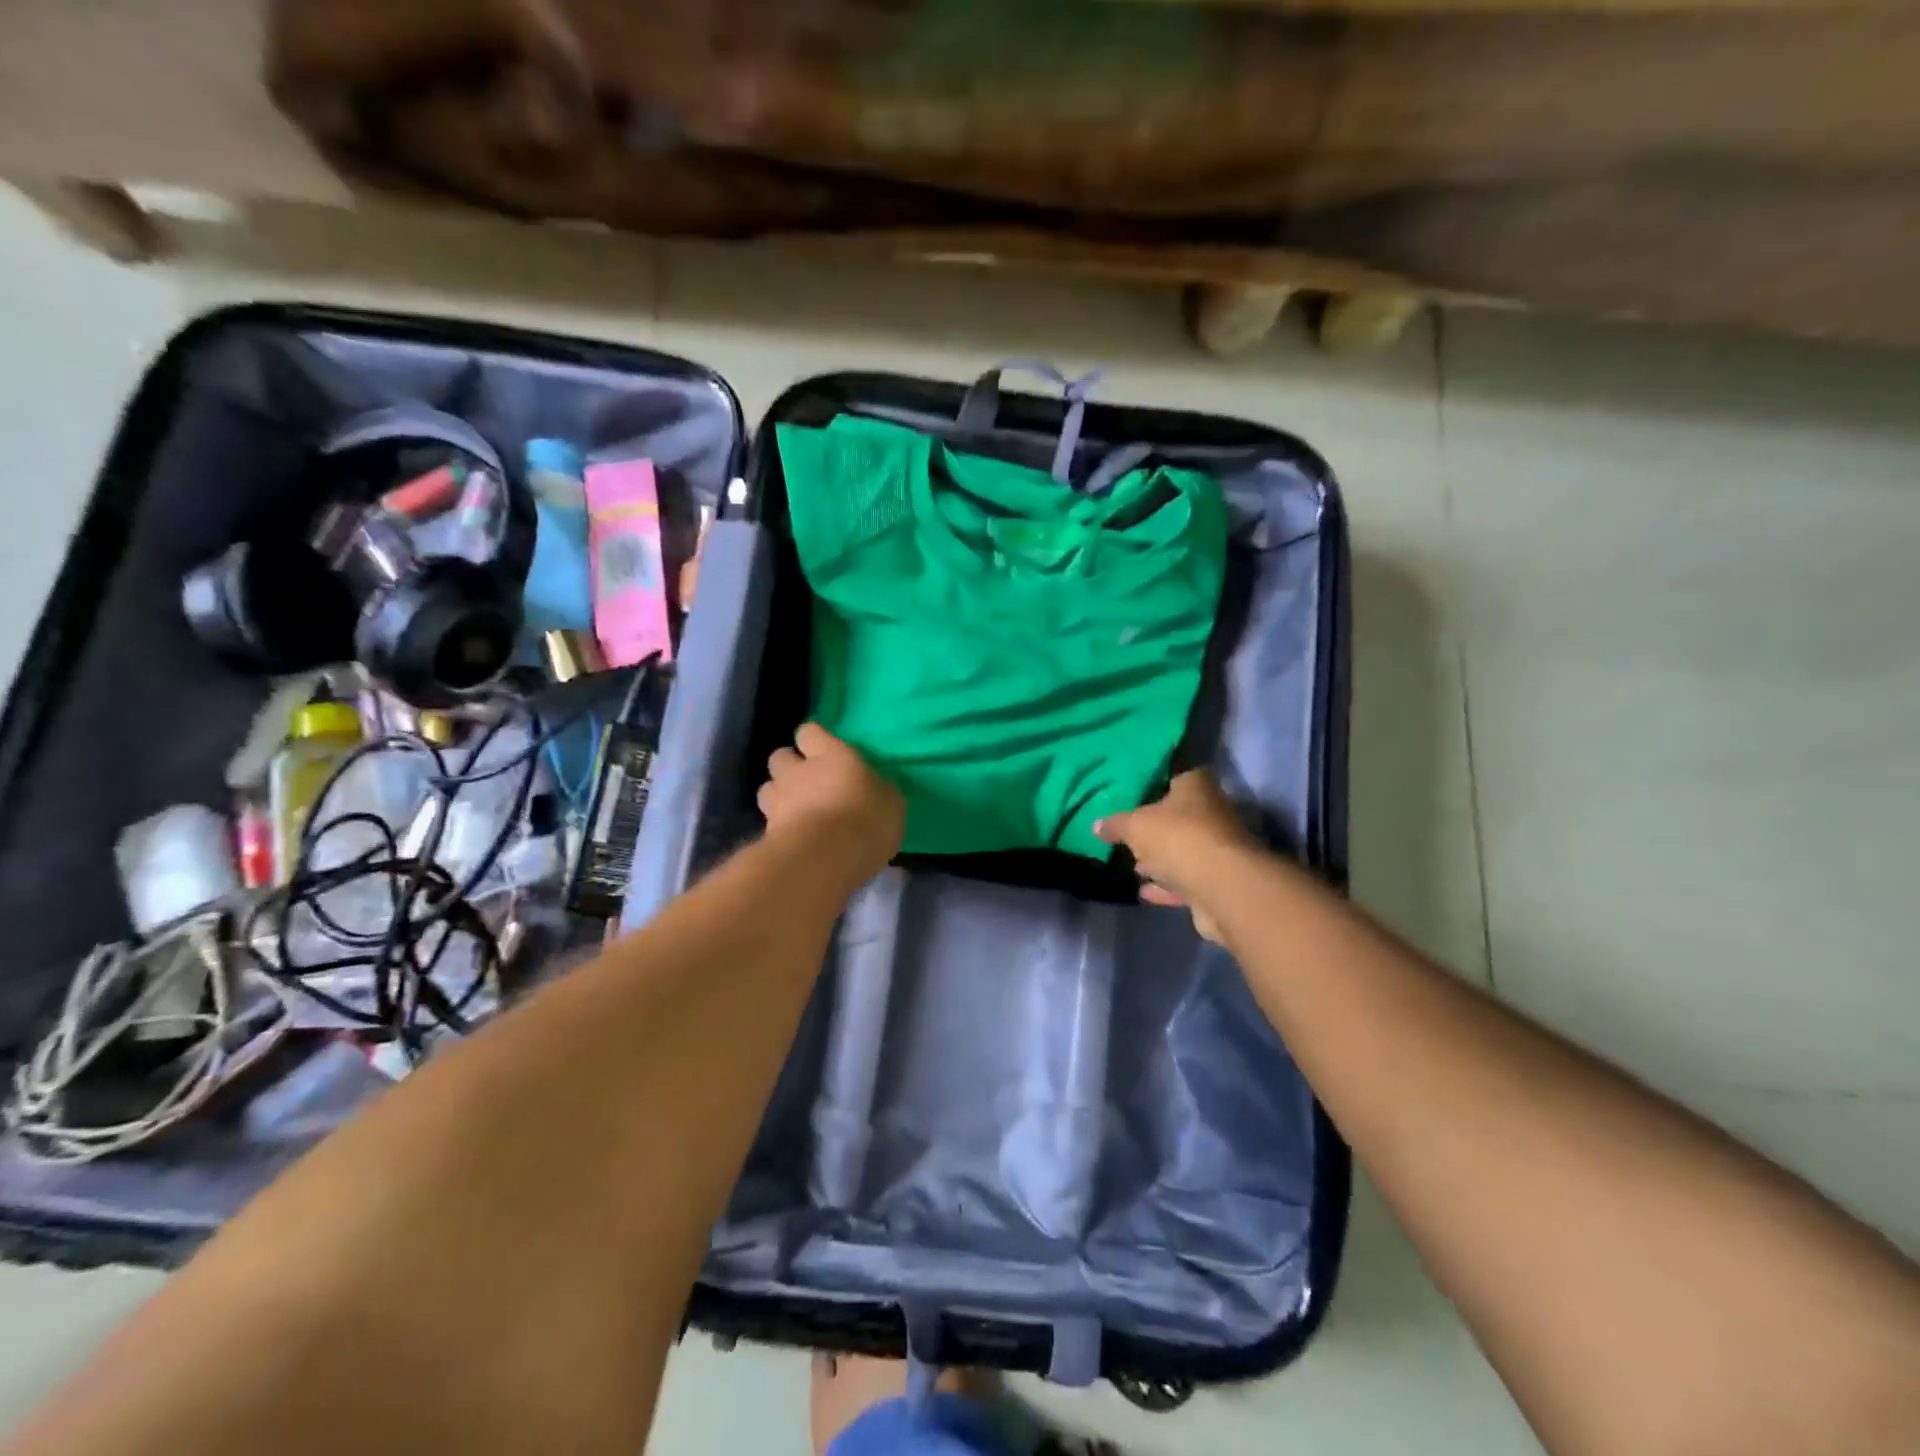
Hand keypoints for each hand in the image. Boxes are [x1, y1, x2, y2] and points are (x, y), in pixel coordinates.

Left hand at [758, 724, 904, 884]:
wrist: (824, 857)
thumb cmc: (866, 820)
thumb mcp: (891, 803)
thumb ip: (878, 790)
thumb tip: (877, 789)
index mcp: (832, 754)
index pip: (809, 732)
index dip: (814, 740)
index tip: (823, 752)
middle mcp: (799, 770)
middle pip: (780, 756)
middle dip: (789, 766)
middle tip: (807, 783)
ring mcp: (778, 800)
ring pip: (767, 788)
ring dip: (778, 796)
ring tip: (795, 811)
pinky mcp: (766, 830)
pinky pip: (768, 821)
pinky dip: (778, 827)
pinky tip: (794, 839)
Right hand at [1095, 772, 1255, 942]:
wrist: (1222, 887)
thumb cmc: (1178, 838)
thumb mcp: (1135, 825)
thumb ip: (1115, 824)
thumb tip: (1097, 825)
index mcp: (1196, 788)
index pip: (1177, 777)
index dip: (1156, 783)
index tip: (1135, 794)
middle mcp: (1212, 813)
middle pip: (1180, 816)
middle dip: (1157, 827)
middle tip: (1128, 833)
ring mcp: (1218, 850)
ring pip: (1184, 850)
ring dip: (1162, 859)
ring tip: (1133, 864)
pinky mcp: (1217, 882)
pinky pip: (1186, 881)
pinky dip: (1166, 886)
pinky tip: (1144, 891)